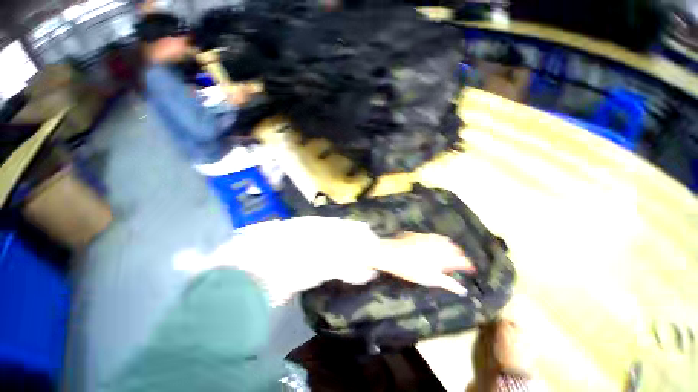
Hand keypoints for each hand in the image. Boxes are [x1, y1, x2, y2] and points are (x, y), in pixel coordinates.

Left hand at [372, 232, 473, 294]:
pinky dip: (439, 240)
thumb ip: (448, 283)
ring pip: (445, 240)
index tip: (471, 269)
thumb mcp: (430, 279)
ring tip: (450, 253)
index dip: (468, 265)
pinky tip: (436, 244)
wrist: (391, 253)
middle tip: (461, 262)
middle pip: (454, 248)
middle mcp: (438, 244)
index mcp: (443, 256)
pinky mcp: (420, 234)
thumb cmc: (410, 269)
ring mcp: (428, 237)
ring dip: (450, 246)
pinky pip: (434, 236)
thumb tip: (463, 290)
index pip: (461, 260)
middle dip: (460, 255)